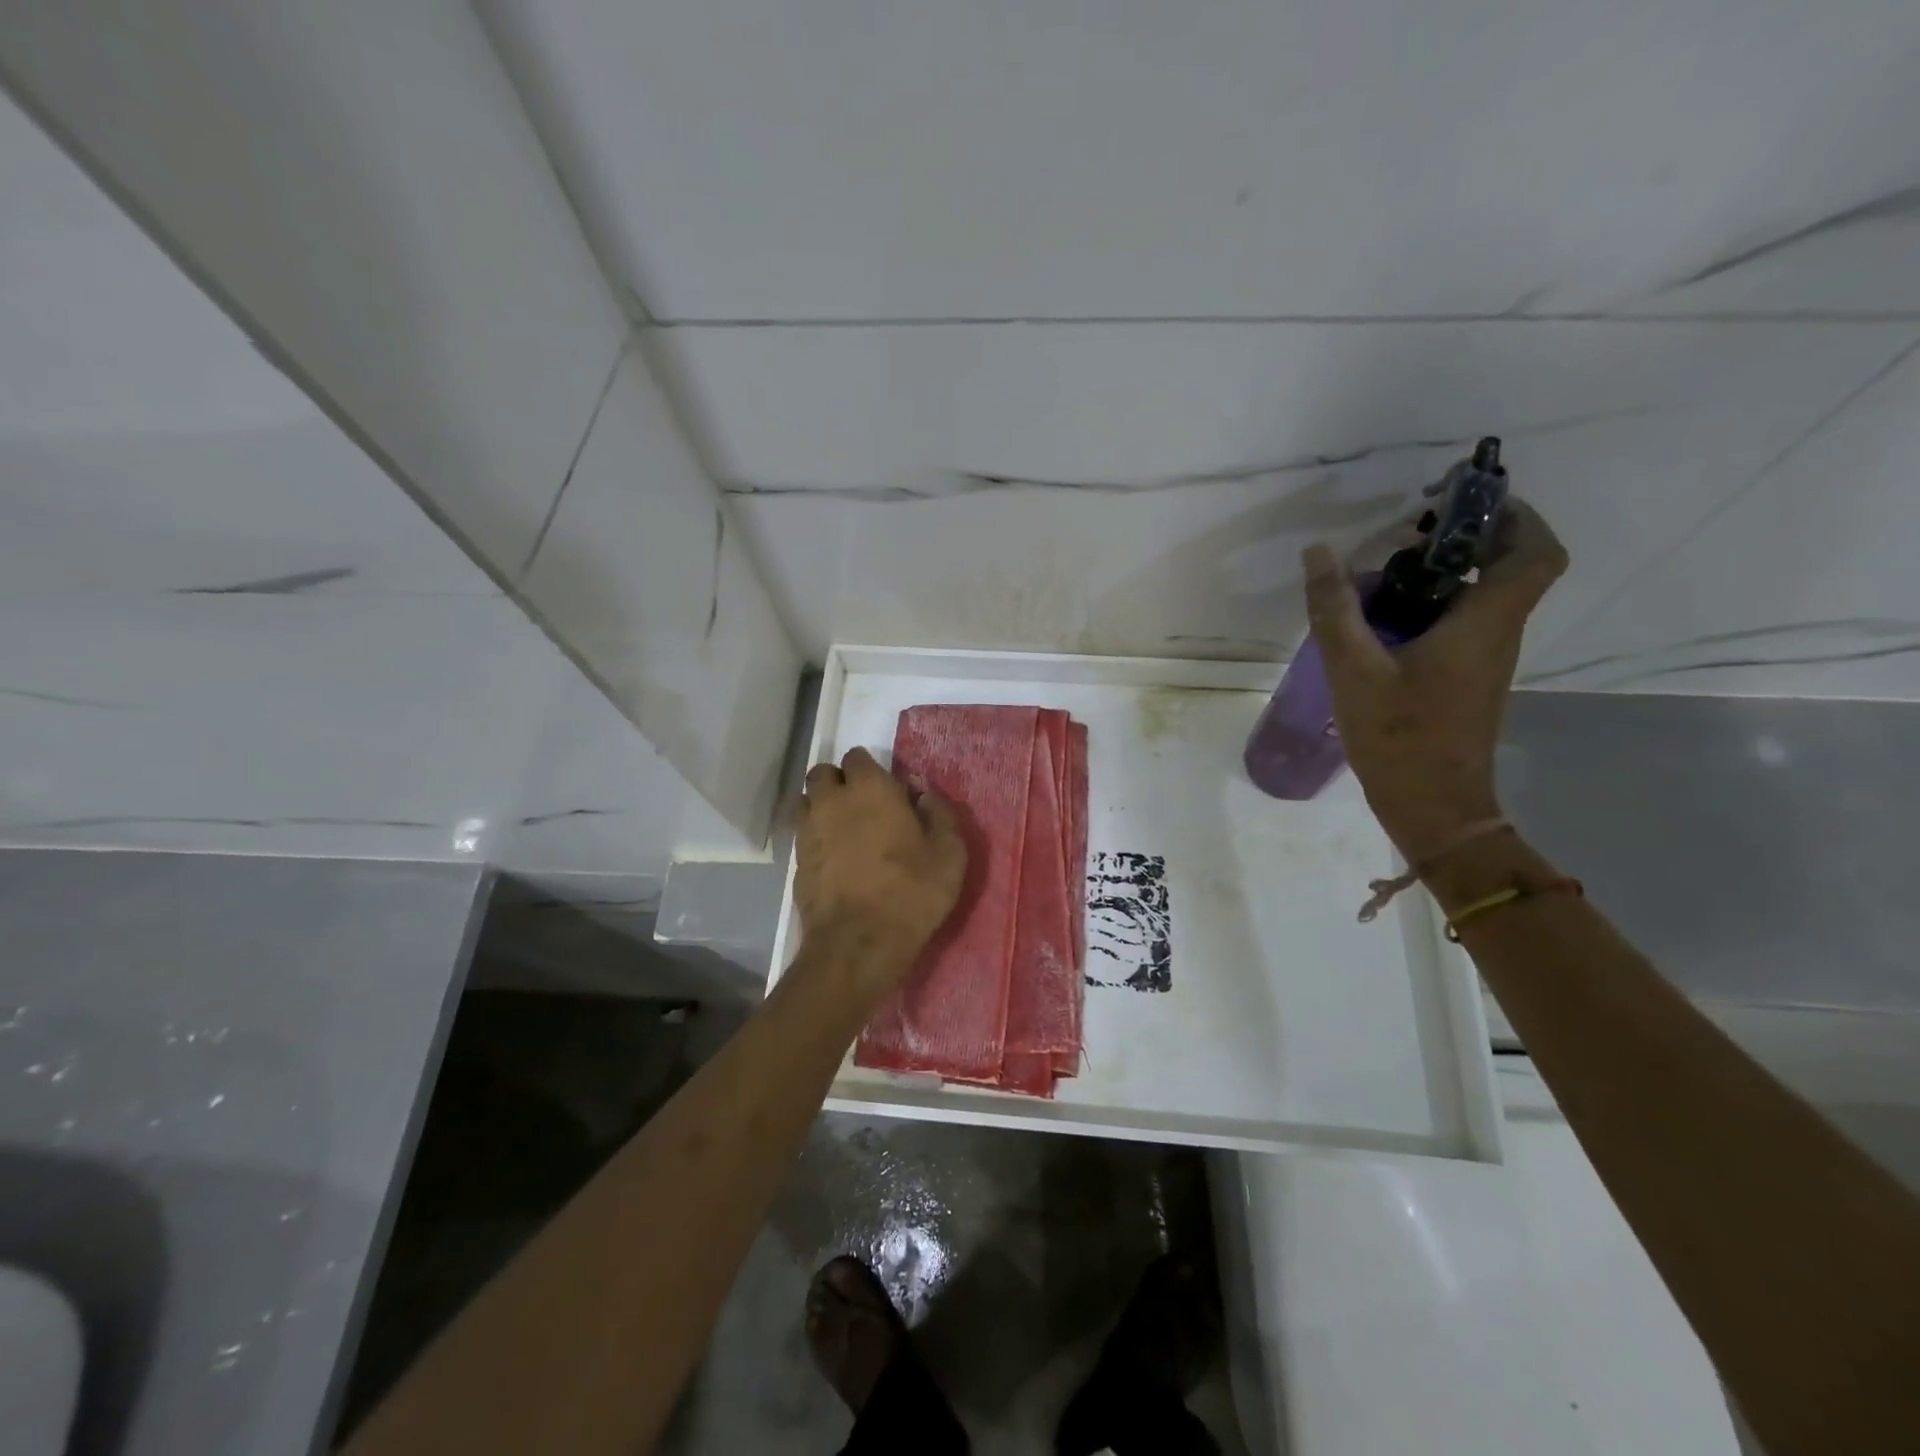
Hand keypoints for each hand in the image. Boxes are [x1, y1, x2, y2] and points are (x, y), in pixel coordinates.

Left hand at [795, 747, 967, 987]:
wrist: (858, 943)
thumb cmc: (911, 892)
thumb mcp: (949, 853)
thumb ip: (940, 815)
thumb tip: (925, 795)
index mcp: (869, 788)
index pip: (858, 757)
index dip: (872, 771)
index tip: (889, 792)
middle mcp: (831, 800)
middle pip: (824, 774)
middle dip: (839, 782)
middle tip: (862, 807)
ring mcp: (808, 830)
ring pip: (808, 802)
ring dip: (823, 808)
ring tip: (845, 832)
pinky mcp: (795, 861)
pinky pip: (803, 835)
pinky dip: (816, 838)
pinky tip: (835, 860)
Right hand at [1303, 499, 1567, 861]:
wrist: (1433, 807)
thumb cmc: (1401, 737)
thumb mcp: (1354, 670)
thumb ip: (1335, 609)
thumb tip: (1318, 552)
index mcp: (1485, 622)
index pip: (1536, 551)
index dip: (1514, 514)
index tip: (1464, 499)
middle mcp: (1497, 633)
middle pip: (1511, 564)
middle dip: (1470, 534)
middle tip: (1414, 525)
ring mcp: (1484, 658)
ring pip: (1483, 593)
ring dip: (1446, 570)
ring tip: (1386, 566)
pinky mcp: (1466, 678)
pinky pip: (1462, 622)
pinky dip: (1433, 603)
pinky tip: (1382, 616)